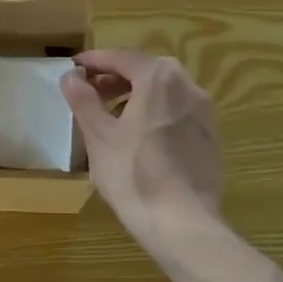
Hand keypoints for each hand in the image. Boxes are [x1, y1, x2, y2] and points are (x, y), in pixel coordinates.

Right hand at [60, 49, 223, 243]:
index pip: (121, 58)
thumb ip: (83, 100)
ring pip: (165, 91)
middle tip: (91, 92)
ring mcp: (205, 112)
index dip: (94, 61)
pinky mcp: (212, 138)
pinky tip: (140, 139)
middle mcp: (188, 86)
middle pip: (146, 71)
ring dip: (137, 95)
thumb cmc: (134, 175)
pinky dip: (156, 113)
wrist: (183, 224)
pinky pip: (178, 112)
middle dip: (116, 77)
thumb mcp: (98, 136)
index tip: (73, 67)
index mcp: (159, 78)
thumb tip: (71, 77)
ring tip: (113, 116)